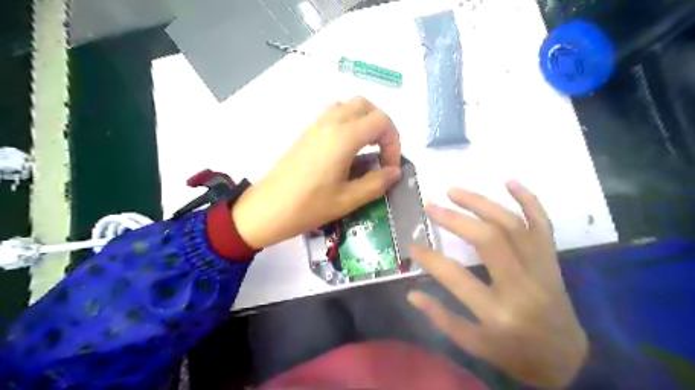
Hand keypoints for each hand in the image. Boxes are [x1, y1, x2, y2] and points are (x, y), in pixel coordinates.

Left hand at [232, 100, 399, 248]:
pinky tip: (347, 149)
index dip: (394, 142)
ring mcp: (316, 125)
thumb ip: (376, 183)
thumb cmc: (308, 206)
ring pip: (348, 105)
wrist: (267, 209)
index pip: (381, 121)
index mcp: (343, 137)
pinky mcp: (307, 132)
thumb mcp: (348, 200)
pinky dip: (349, 122)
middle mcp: (330, 123)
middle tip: (383, 151)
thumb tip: (395, 171)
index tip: (390, 166)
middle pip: (366, 105)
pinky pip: (333, 114)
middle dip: (382, 125)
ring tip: (367, 148)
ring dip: (365, 120)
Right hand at [408, 182, 584, 388]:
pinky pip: (543, 225)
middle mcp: (522, 286)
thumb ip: (441, 318)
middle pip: (488, 239)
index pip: (455, 276)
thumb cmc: (515, 355)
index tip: (411, 244)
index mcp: (499, 313)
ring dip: (482, 202)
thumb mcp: (474, 345)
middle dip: (455, 218)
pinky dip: (529, 200)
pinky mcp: (553, 261)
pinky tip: (510, 181)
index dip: (428, 257)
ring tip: (454, 190)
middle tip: (431, 206)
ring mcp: (542, 270)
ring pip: (513, 225)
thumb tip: (412, 292)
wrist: (568, 360)